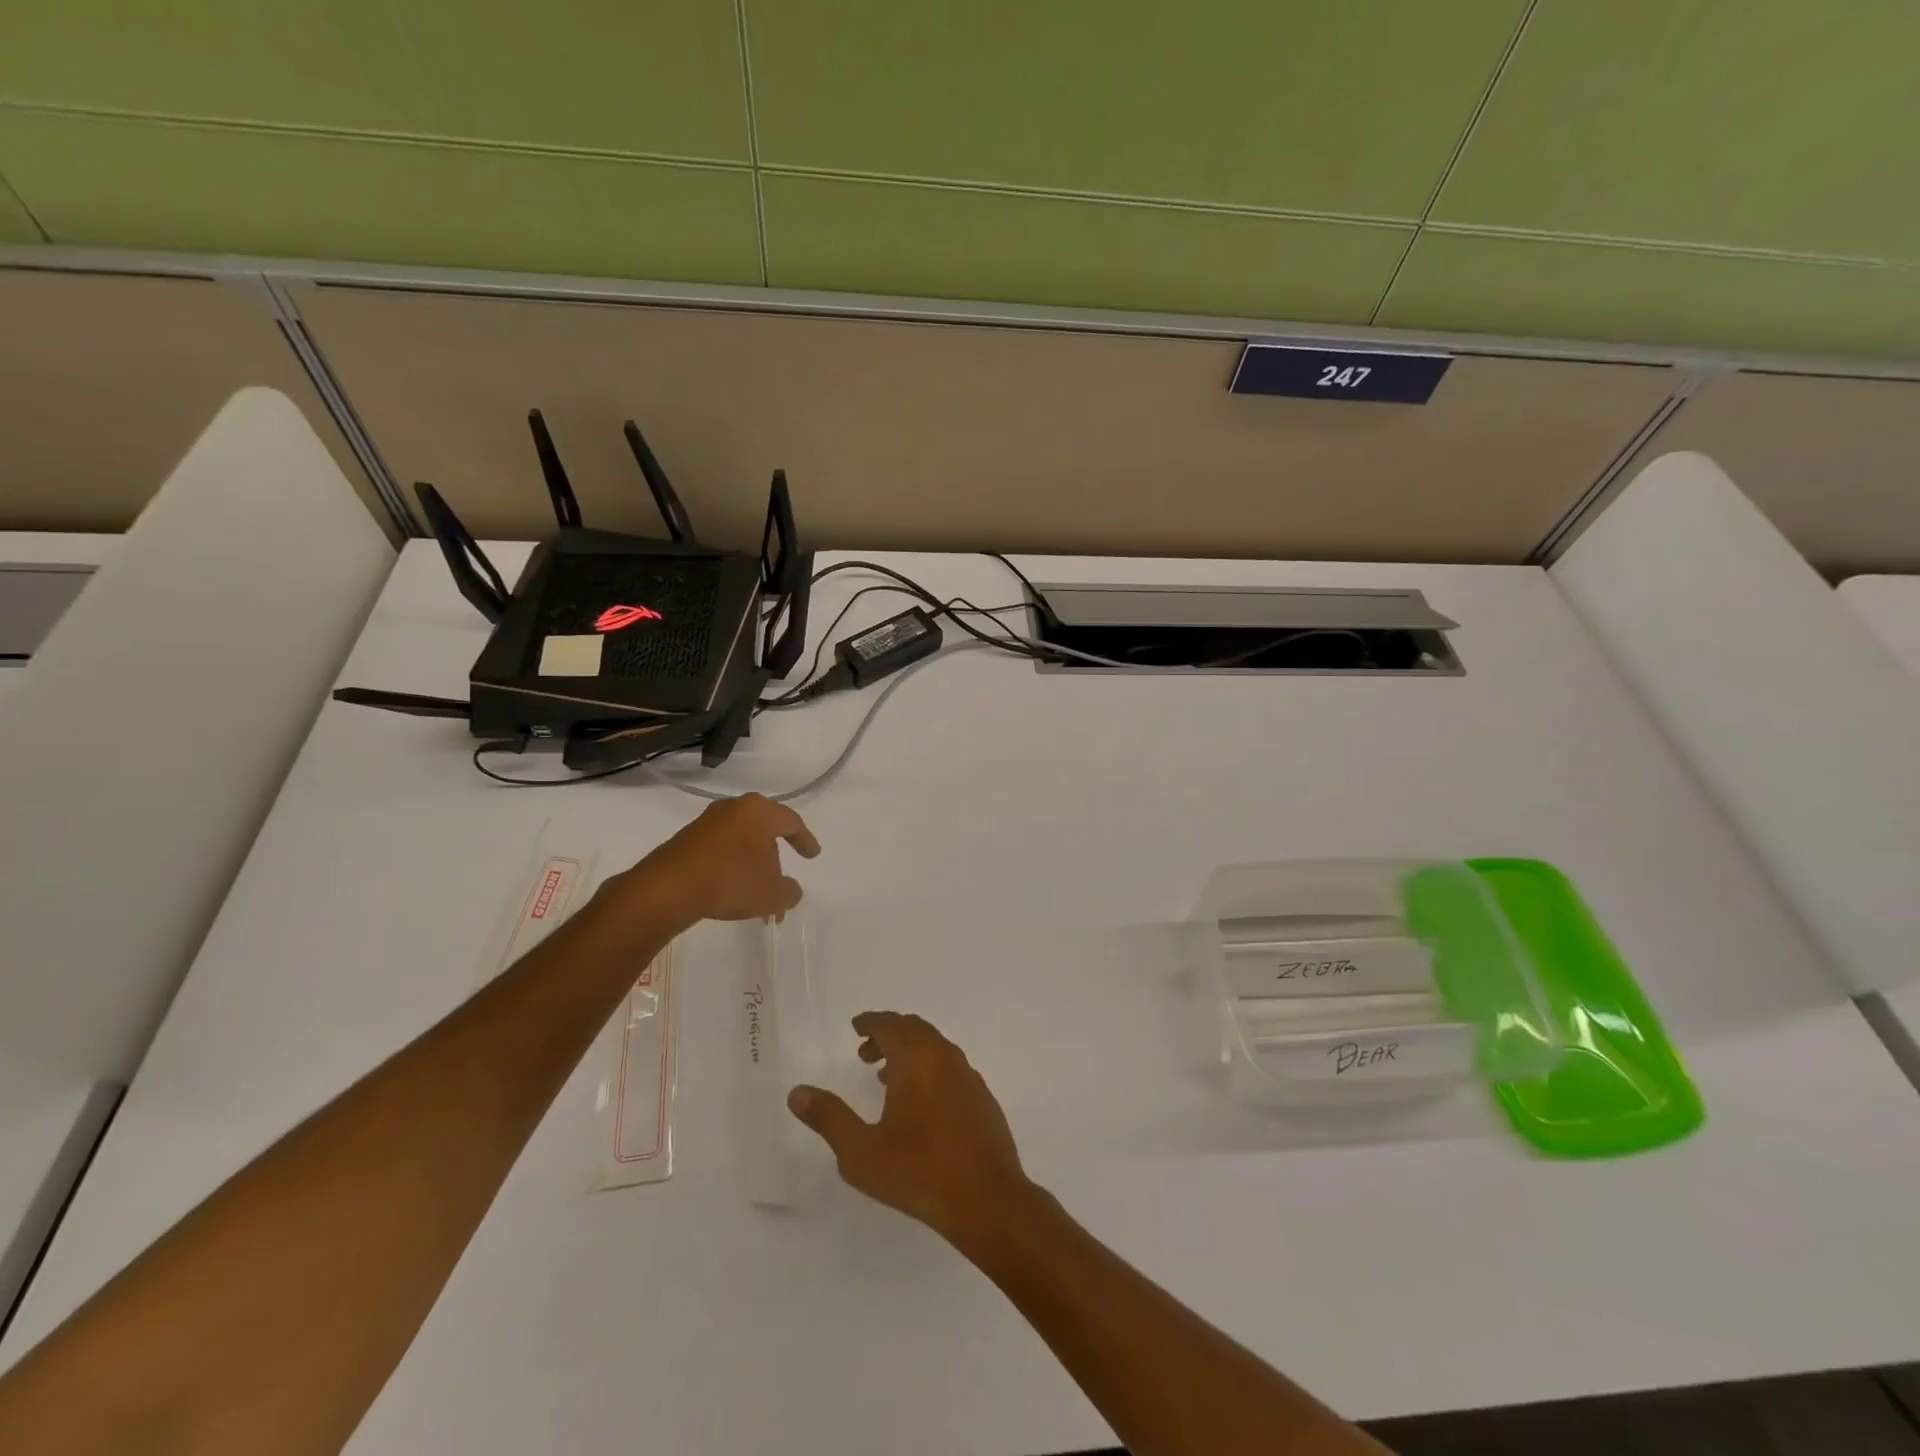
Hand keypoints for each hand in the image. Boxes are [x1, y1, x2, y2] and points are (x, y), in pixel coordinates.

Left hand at [608, 793, 819, 928]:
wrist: (668, 888)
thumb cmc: (731, 881)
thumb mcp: (772, 894)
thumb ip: (789, 892)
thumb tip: (790, 890)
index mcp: (759, 811)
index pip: (791, 822)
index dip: (805, 840)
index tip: (812, 856)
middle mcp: (734, 807)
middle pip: (764, 827)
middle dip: (774, 851)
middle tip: (782, 872)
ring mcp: (707, 821)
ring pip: (740, 838)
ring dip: (751, 861)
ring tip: (756, 886)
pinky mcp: (686, 838)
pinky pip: (720, 848)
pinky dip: (730, 864)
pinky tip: (731, 885)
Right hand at [789, 1012, 1031, 1247]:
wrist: (987, 1199)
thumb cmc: (918, 1171)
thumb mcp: (861, 1152)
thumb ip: (829, 1118)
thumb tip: (797, 1092)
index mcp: (917, 1059)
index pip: (891, 1024)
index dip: (871, 1022)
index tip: (856, 1026)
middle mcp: (945, 1057)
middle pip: (915, 1030)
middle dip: (889, 1035)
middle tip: (865, 1052)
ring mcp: (968, 1076)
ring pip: (935, 1048)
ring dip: (909, 1053)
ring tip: (886, 1079)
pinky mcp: (982, 1098)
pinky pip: (950, 1068)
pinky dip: (930, 1070)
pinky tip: (921, 1104)